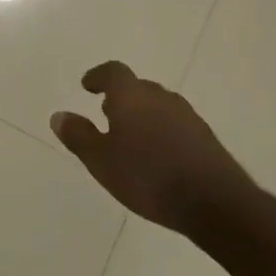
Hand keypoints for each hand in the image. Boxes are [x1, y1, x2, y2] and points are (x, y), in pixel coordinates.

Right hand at [52, 61, 253, 234]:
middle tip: (107, 114)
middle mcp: (161, 97)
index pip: (113, 71)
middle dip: (121, 98)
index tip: (88, 86)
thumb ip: (78, 136)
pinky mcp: (207, 139)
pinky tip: (158, 158)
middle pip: (138, 87)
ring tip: (131, 139)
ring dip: (143, 115)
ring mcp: (188, 117)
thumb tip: (59, 116)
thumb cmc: (148, 176)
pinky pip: (176, 126)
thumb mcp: (101, 160)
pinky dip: (163, 133)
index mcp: (132, 96)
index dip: (99, 76)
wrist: (215, 203)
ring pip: (159, 106)